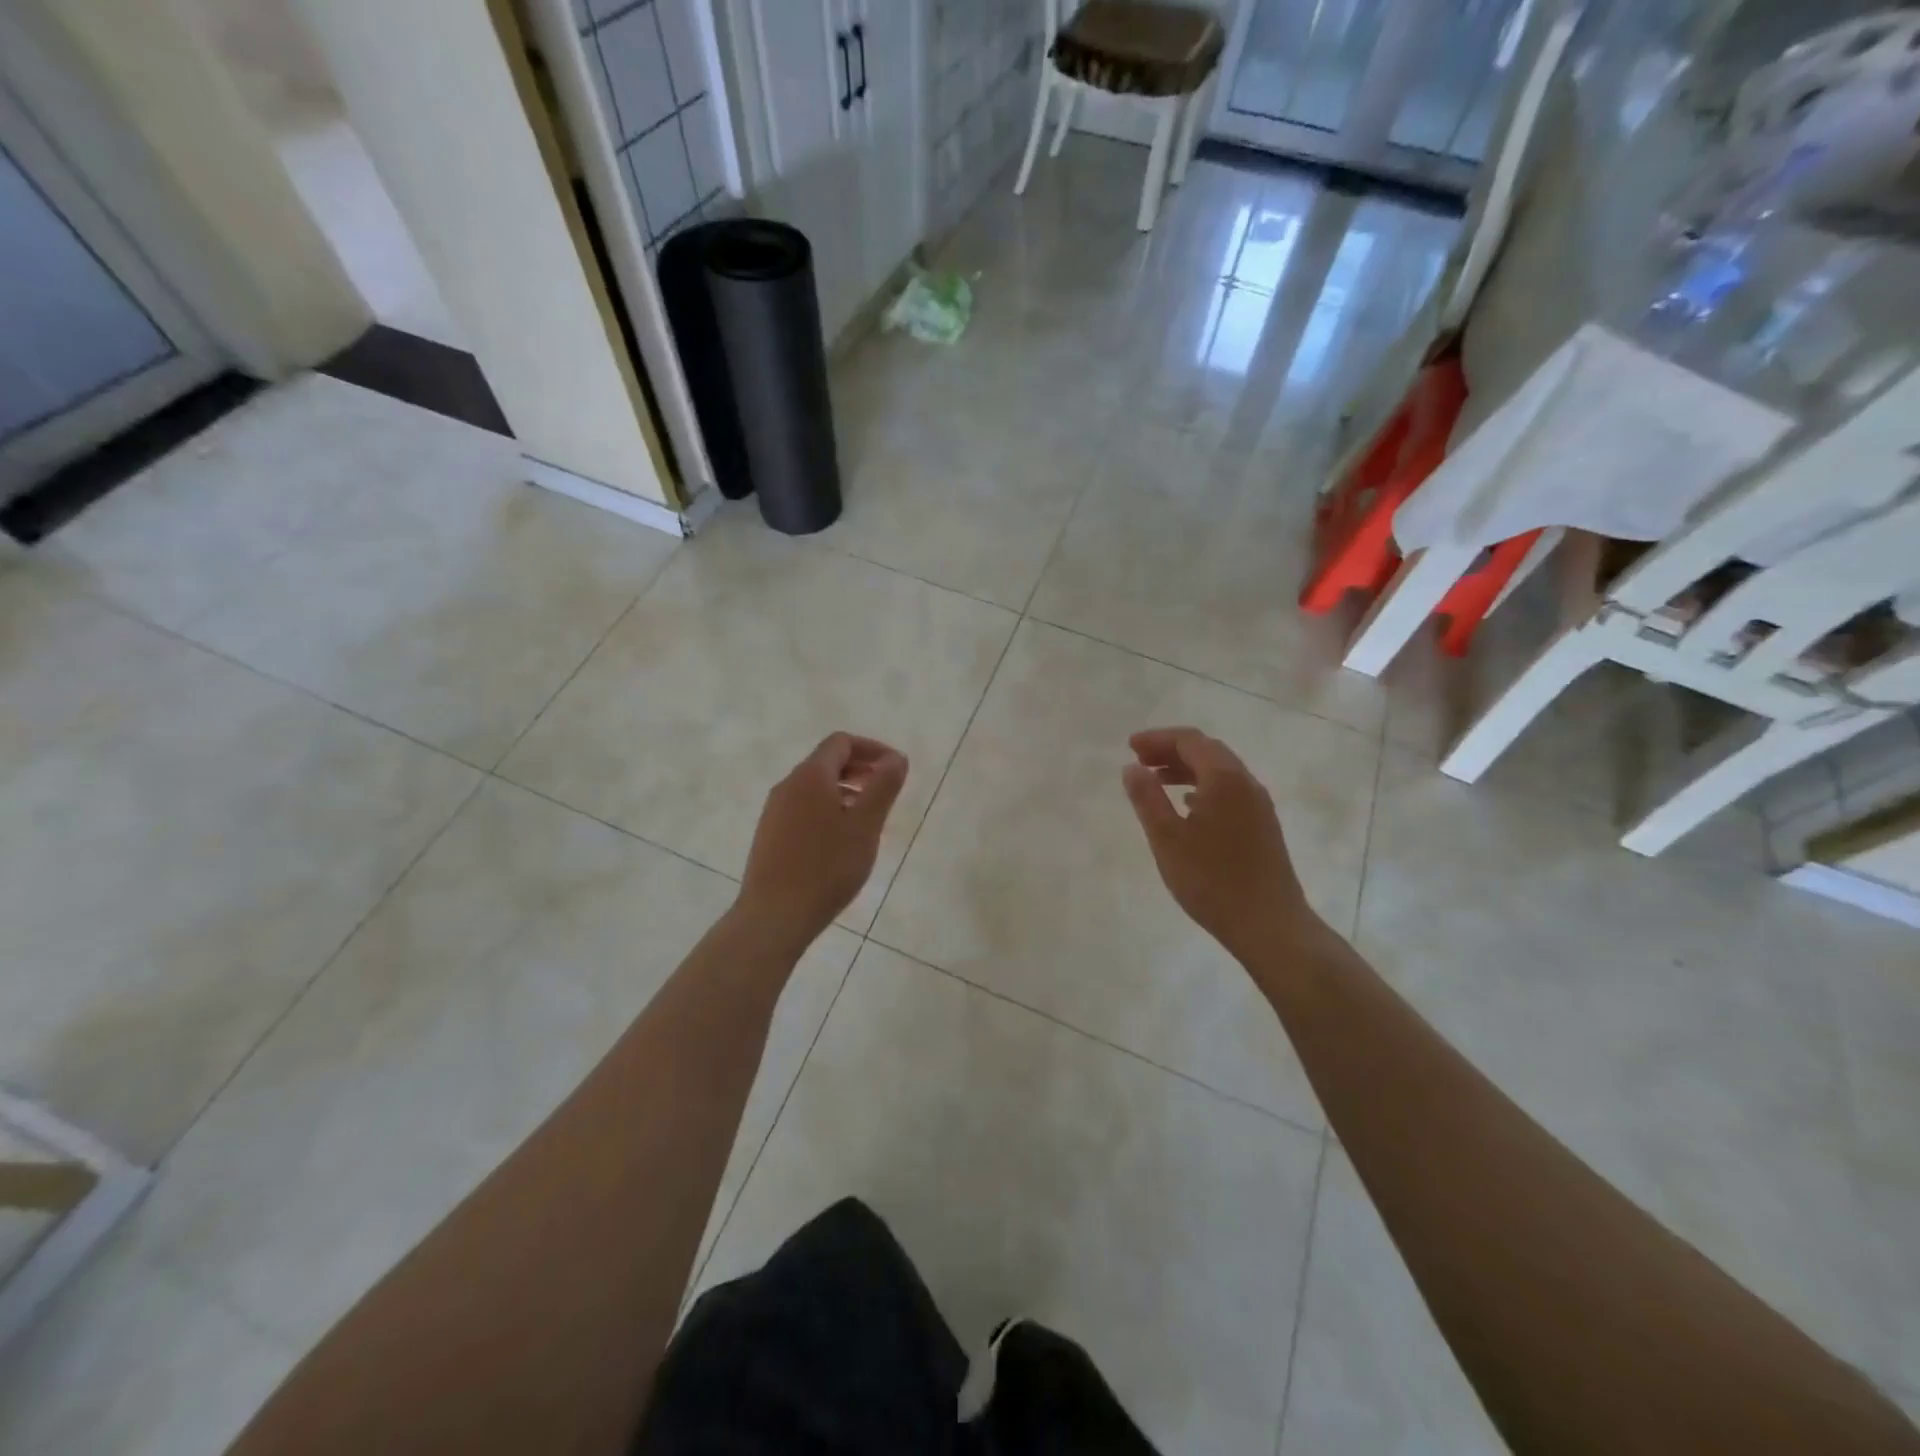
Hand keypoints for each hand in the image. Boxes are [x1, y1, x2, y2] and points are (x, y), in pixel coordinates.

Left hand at [737, 733, 908, 949]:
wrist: (774, 915)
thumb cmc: (827, 867)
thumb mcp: (865, 825)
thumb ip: (883, 787)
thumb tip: (896, 758)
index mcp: (811, 776)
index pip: (841, 743)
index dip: (872, 749)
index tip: (896, 769)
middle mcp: (788, 785)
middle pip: (827, 762)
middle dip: (860, 769)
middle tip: (886, 791)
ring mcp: (774, 811)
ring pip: (815, 787)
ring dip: (845, 791)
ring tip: (869, 817)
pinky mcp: (770, 835)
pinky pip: (804, 808)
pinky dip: (828, 809)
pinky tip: (841, 840)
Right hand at [1120, 727, 1318, 963]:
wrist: (1269, 925)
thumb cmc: (1212, 880)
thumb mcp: (1167, 838)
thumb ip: (1147, 798)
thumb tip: (1132, 768)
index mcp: (1224, 779)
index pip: (1189, 741)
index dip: (1157, 739)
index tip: (1129, 747)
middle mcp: (1246, 783)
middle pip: (1207, 751)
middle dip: (1171, 750)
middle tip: (1140, 761)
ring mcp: (1259, 805)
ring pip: (1220, 772)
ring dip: (1186, 769)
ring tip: (1156, 781)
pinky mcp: (1263, 826)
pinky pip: (1229, 791)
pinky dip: (1203, 787)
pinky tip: (1188, 807)